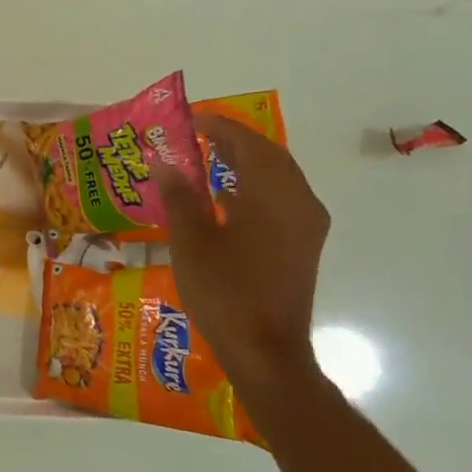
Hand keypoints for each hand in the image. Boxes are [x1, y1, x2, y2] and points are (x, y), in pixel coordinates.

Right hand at [154, 116, 328, 390]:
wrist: (265, 351)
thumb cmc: (225, 292)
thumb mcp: (191, 241)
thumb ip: (179, 197)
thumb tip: (166, 164)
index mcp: (275, 196)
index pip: (249, 145)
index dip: (219, 128)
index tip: (189, 120)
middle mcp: (300, 204)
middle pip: (269, 157)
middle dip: (234, 142)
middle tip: (196, 137)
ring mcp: (306, 227)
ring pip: (277, 179)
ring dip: (244, 164)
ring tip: (206, 160)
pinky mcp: (302, 246)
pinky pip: (279, 201)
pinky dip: (253, 188)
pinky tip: (224, 198)